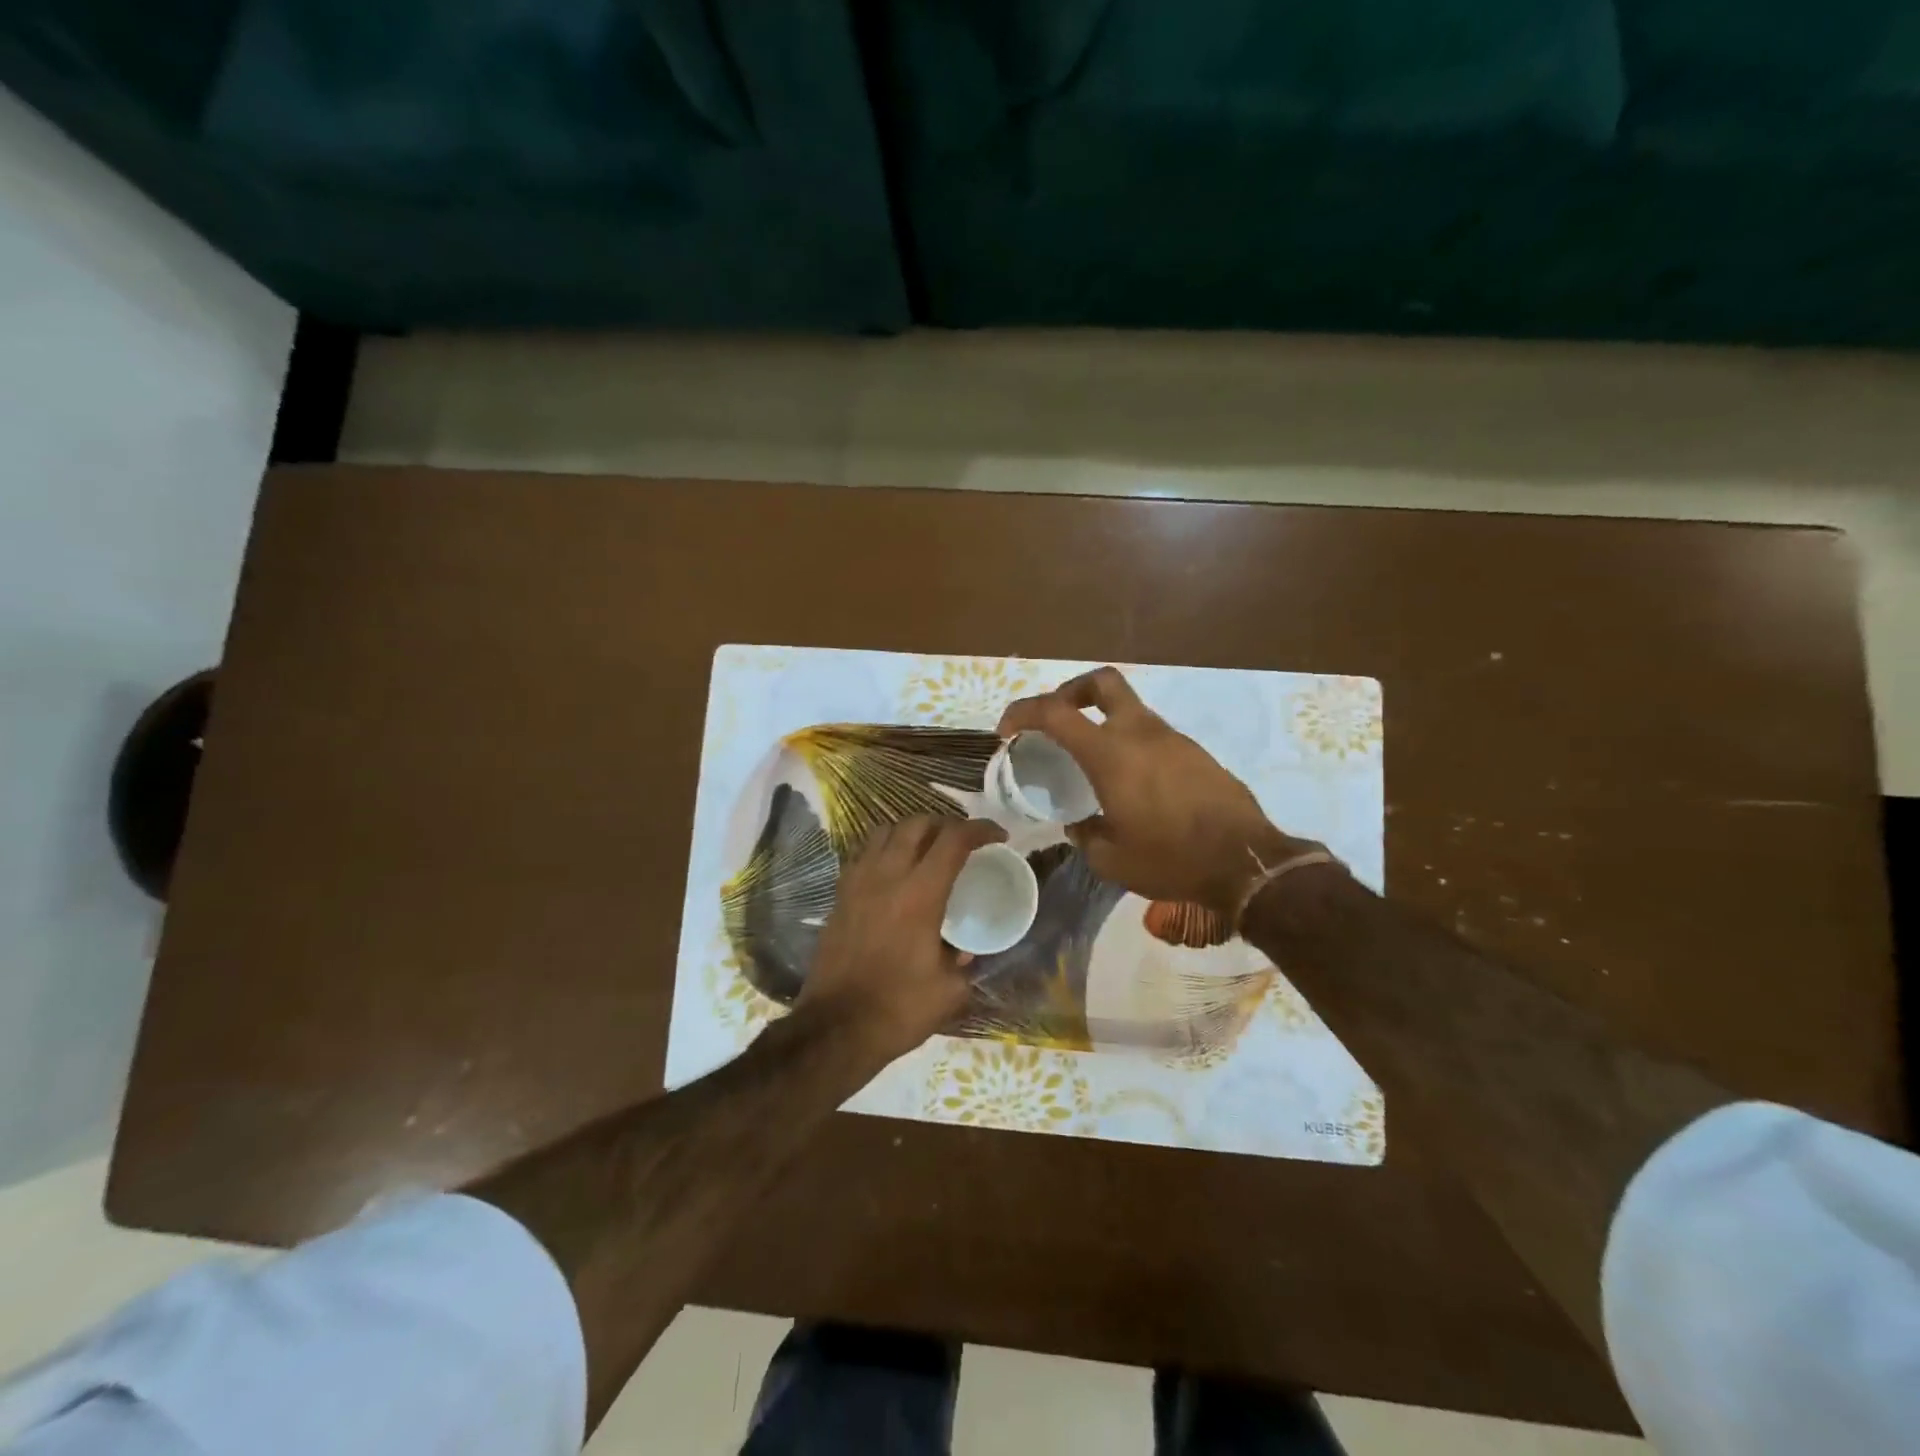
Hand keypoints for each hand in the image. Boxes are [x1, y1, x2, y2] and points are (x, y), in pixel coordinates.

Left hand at [797, 814, 1006, 1066]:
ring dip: (912, 831)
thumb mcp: (949, 991)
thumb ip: (963, 963)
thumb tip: (965, 951)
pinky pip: (863, 853)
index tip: (998, 836)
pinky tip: (894, 871)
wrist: (836, 1028)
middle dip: (946, 823)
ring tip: (927, 848)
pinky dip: (884, 849)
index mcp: (920, 894)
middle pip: (917, 824)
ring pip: (885, 831)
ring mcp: (858, 883)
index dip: (981, 830)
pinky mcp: (839, 895)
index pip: (954, 840)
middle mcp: (887, 876)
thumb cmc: (898, 1009)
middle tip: (962, 841)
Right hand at [998, 667, 1304, 914]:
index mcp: (1110, 753)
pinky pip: (1153, 736)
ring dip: (1105, 723)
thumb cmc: (1171, 859)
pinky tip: (1133, 786)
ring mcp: (1173, 739)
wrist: (1245, 862)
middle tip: (1059, 721)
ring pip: (1130, 710)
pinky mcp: (1196, 753)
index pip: (1055, 711)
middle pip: (1102, 682)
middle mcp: (1140, 733)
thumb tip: (1078, 826)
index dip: (1023, 712)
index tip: (1007, 731)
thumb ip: (1085, 835)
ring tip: (1094, 765)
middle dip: (1073, 691)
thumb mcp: (1111, 859)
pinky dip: (1132, 745)